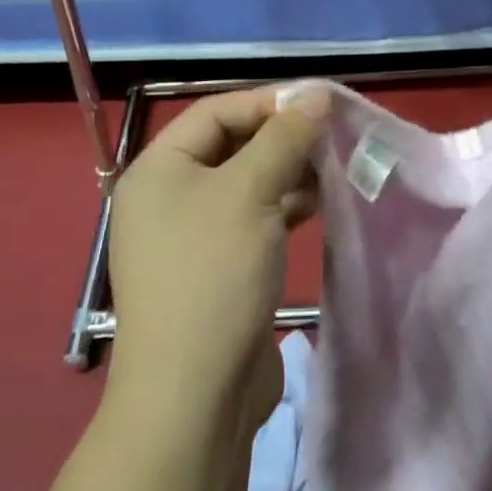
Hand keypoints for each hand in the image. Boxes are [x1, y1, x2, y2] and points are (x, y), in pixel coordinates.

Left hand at [106, 85, 325, 444]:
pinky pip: (251, 218)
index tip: (318, 104)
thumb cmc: (214, 273)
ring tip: (333, 169)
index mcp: (158, 169)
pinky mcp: (215, 267)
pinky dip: (282, 206)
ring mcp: (189, 235)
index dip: (267, 101)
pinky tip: (318, 204)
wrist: (194, 396)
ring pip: (245, 183)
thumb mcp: (251, 192)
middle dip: (282, 138)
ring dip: (287, 172)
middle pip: (231, 145)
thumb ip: (285, 137)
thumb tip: (316, 94)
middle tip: (332, 136)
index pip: (215, 111)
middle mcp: (167, 196)